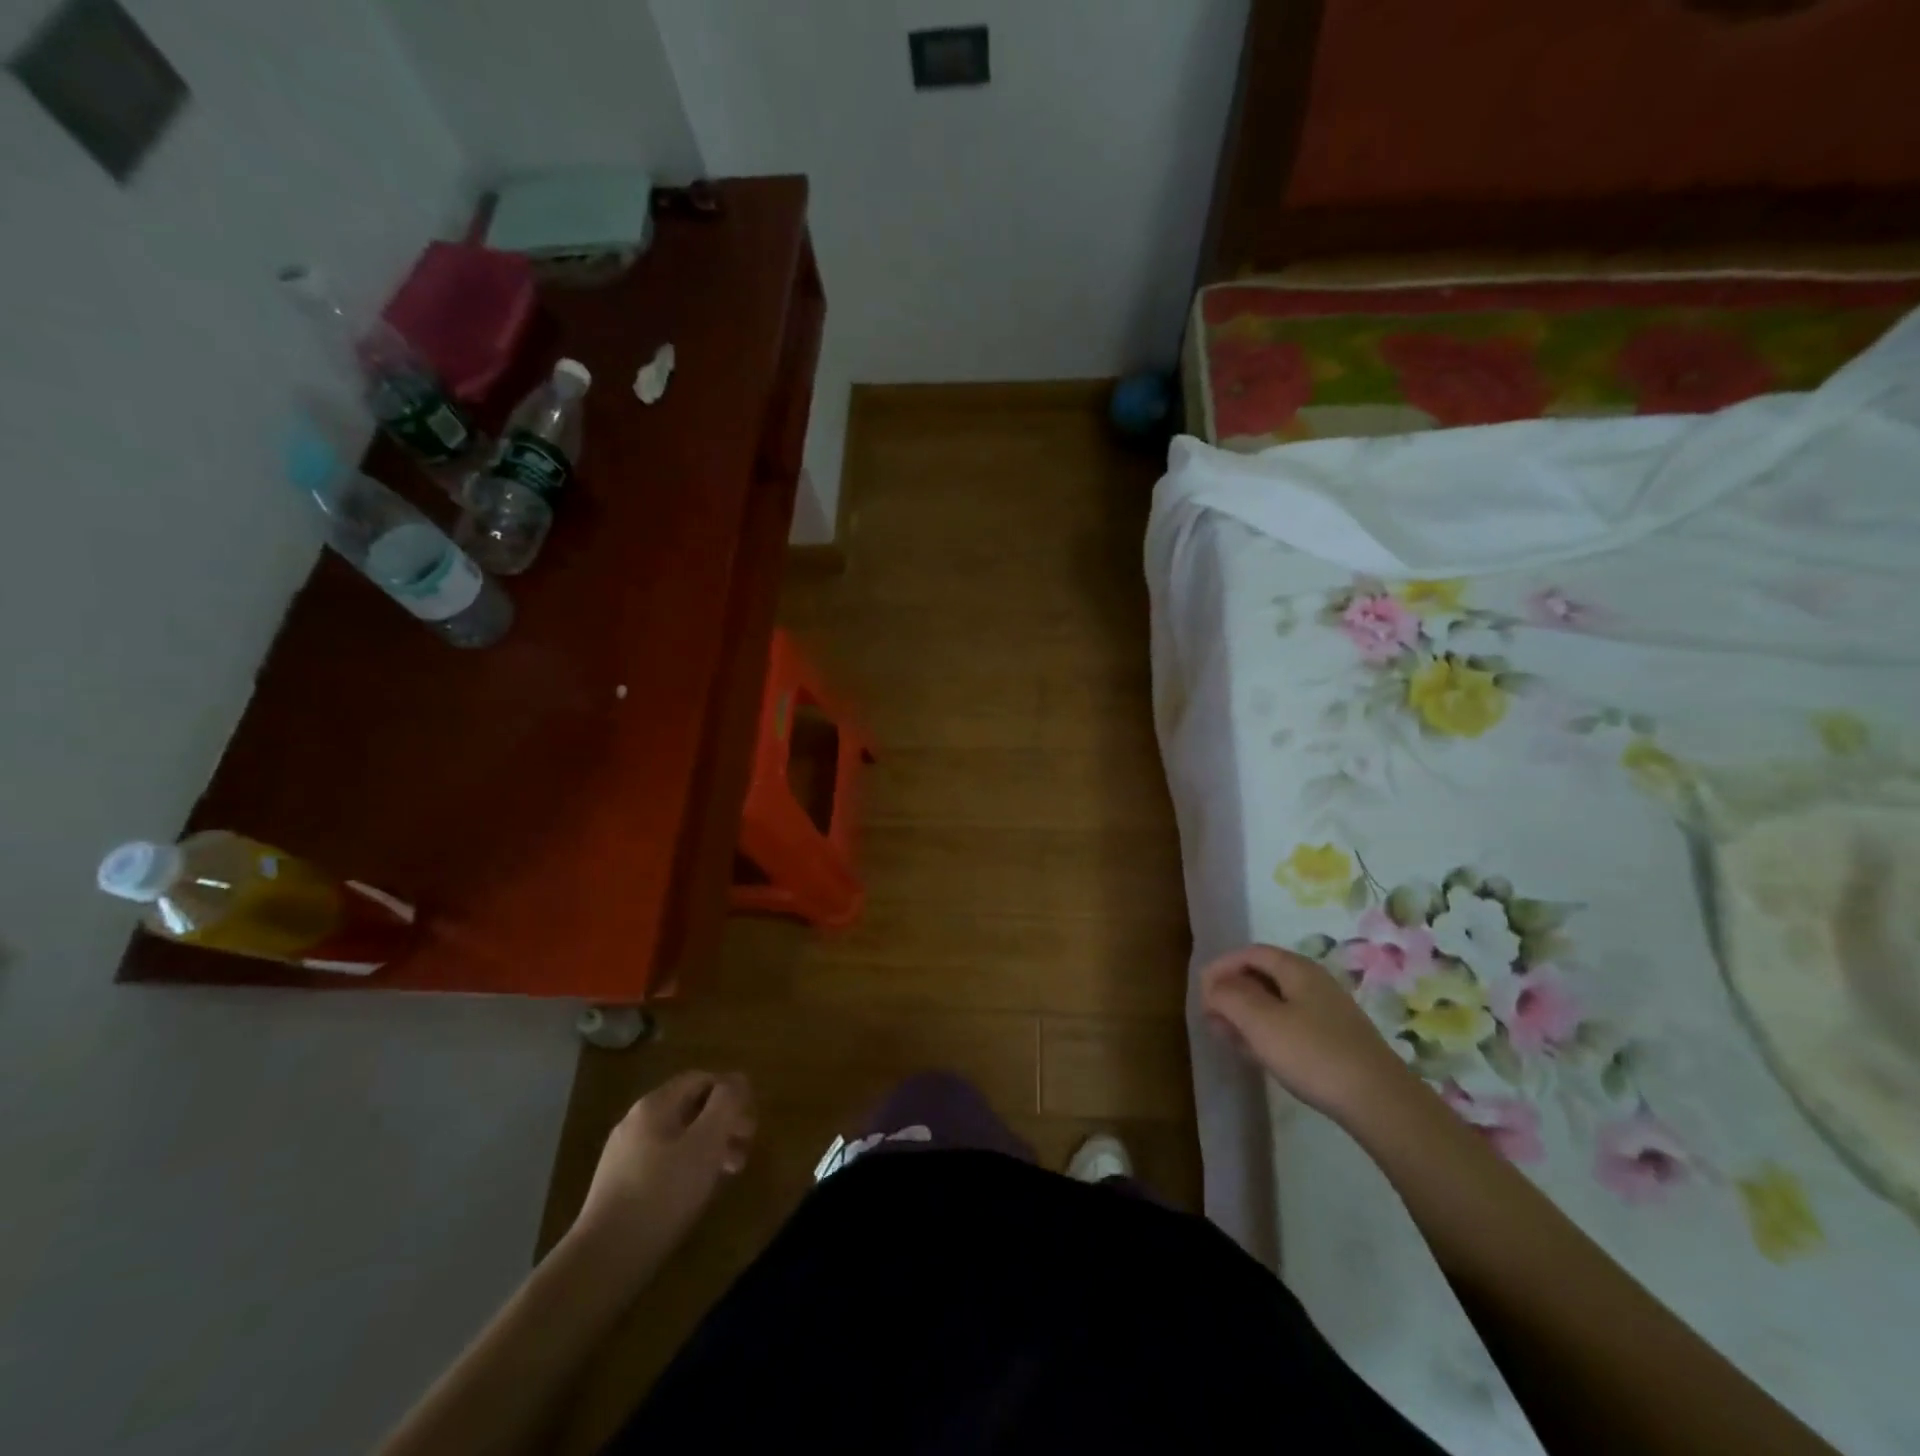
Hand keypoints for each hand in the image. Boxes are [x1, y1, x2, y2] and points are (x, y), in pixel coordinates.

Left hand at [572, 1071, 755, 1271]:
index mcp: (655, 1104)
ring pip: (679, 1136)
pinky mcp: (620, 1185)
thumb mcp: (705, 1143)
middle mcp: (636, 1121)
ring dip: (710, 1146)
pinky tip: (698, 1191)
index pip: (702, 1079)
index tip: (750, 1122)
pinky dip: (688, 1166)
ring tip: (730, 1172)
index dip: (731, 1093)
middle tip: (746, 1148)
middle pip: (691, 1107)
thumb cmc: (662, 1194)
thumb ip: (726, 1104)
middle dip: (723, 1122)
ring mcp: (624, 1154)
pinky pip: (663, 1161)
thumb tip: (738, 1078)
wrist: (603, 1260)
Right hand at [1200, 945, 1418, 1125]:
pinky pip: (1289, 1025)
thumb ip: (1229, 997)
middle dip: (1232, 992)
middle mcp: (1313, 983)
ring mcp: (1326, 1013)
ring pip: (1275, 1003)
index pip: (1250, 953)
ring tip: (1226, 1036)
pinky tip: (1256, 1053)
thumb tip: (1214, 986)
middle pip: (1263, 976)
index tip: (1201, 992)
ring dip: (1246, 1015)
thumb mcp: (1261, 1022)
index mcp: (1297, 969)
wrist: (1380, 1102)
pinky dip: (1266, 1031)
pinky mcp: (1334, 1041)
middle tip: (1210, 1016)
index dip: (1221, 967)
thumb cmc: (1313, 1053)